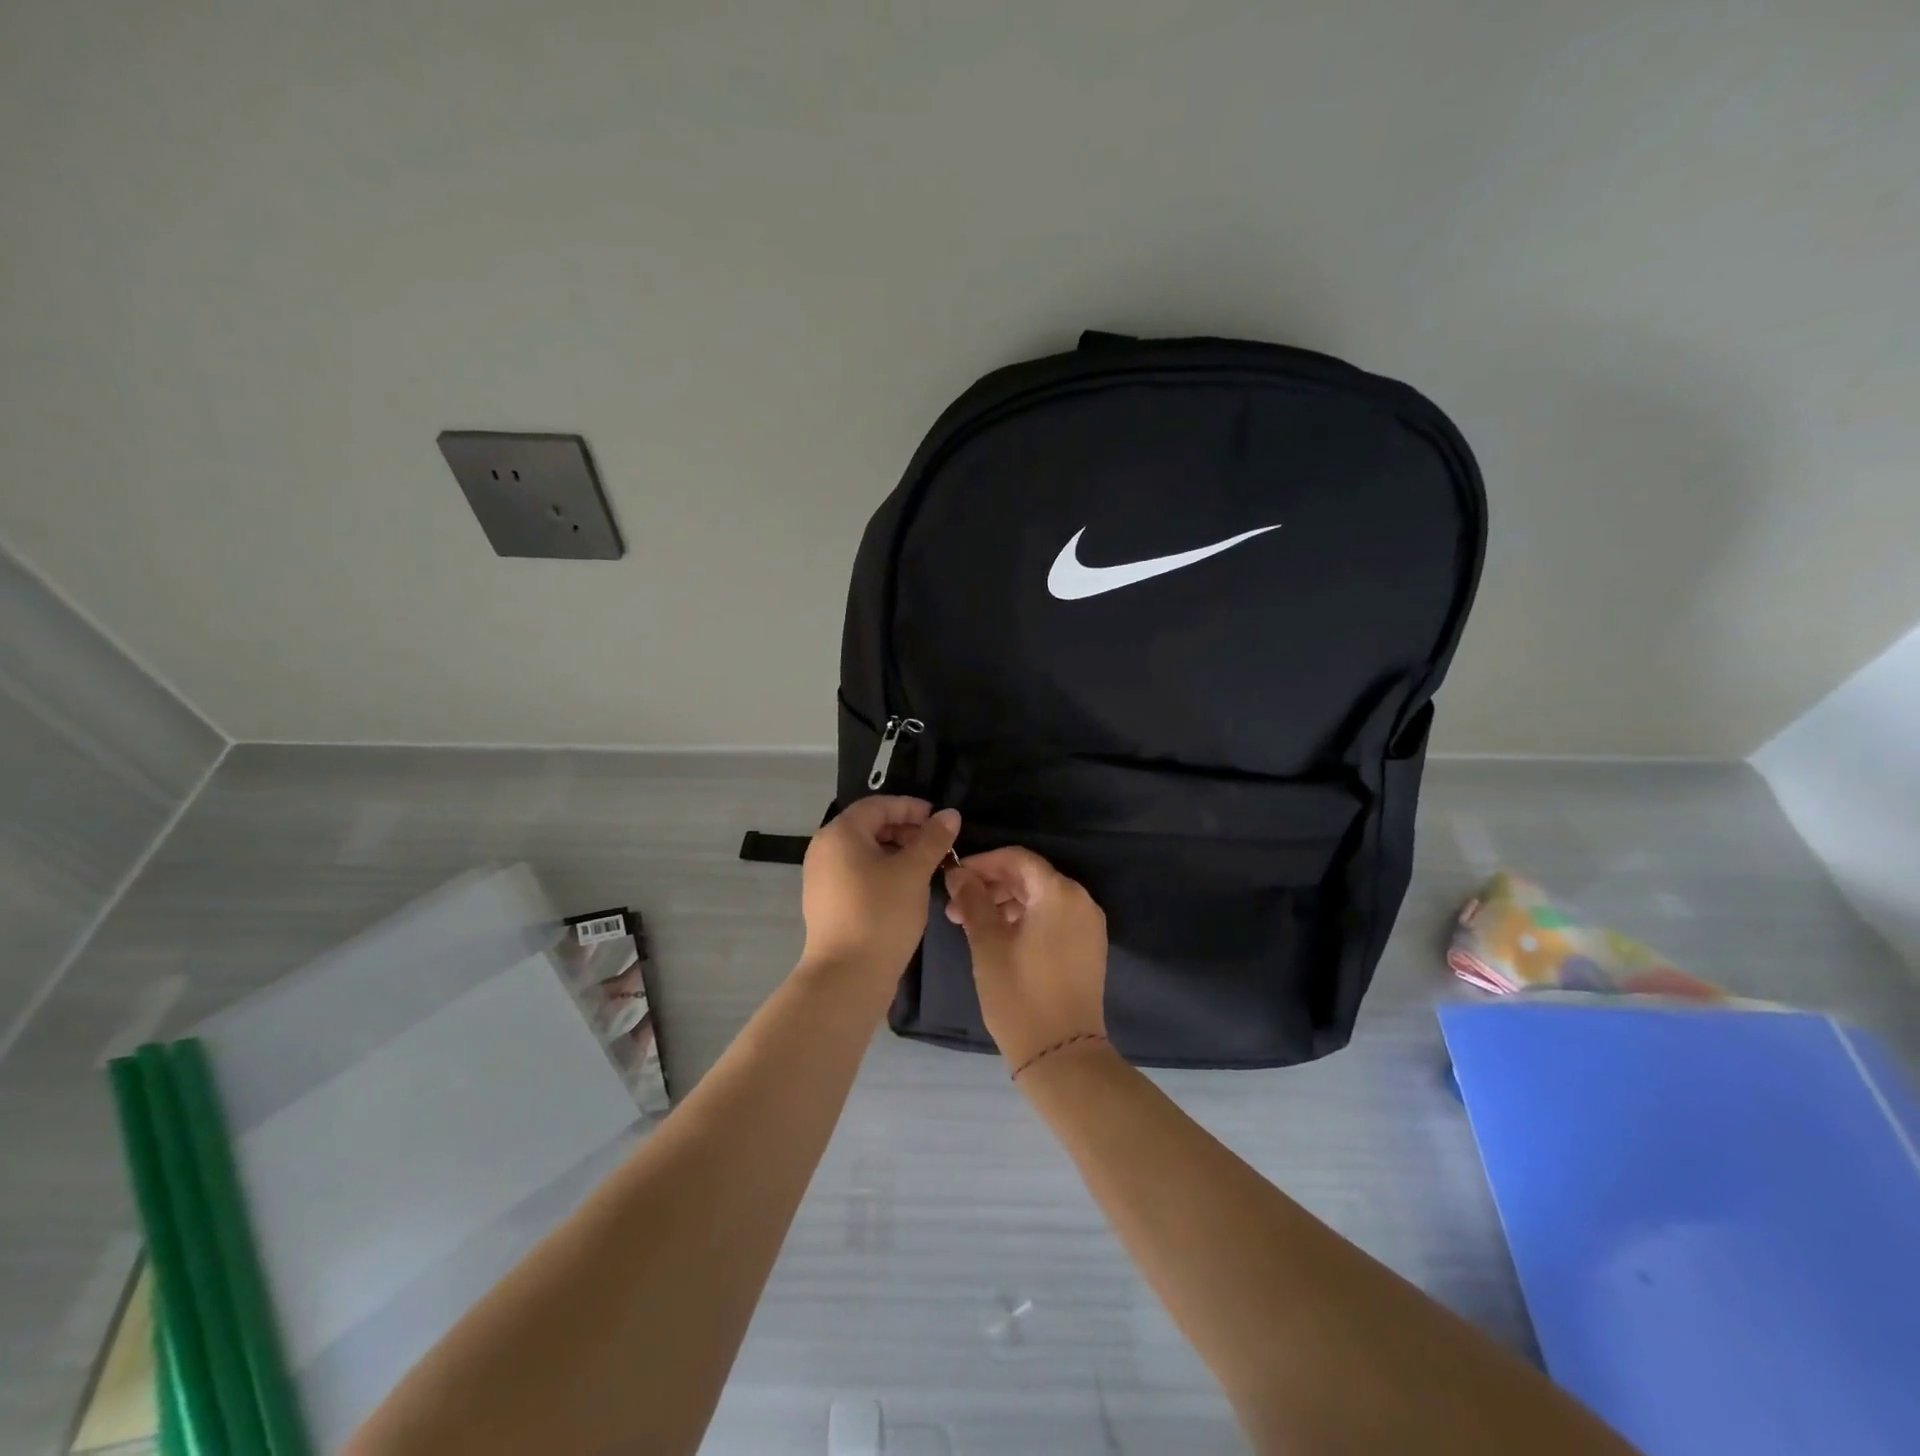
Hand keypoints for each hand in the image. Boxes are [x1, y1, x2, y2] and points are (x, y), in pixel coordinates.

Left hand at [801, 797, 960, 976]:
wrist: (847, 976)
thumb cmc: (881, 913)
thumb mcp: (914, 872)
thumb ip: (933, 839)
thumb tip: (950, 814)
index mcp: (840, 833)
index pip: (878, 805)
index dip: (911, 808)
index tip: (940, 821)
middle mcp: (824, 849)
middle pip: (869, 826)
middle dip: (905, 830)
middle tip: (936, 845)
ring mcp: (821, 877)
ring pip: (864, 852)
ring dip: (896, 853)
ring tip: (926, 867)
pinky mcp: (826, 902)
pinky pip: (857, 873)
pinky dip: (882, 872)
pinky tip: (905, 889)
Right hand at [943, 847, 1108, 1069]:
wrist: (1062, 1054)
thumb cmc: (1019, 994)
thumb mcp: (987, 944)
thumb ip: (972, 901)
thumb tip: (958, 874)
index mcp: (1059, 893)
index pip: (1017, 858)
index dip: (983, 863)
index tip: (954, 877)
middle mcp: (1080, 900)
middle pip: (1030, 877)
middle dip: (990, 886)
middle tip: (955, 906)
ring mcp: (1088, 925)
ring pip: (1041, 898)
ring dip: (1005, 903)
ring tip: (971, 924)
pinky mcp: (1088, 947)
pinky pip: (1053, 917)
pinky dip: (1025, 918)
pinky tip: (998, 936)